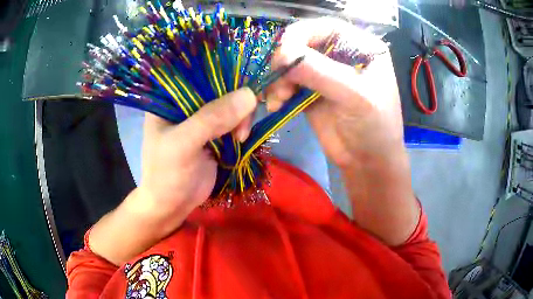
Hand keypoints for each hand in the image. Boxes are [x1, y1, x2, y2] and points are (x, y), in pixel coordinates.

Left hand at [88, 88, 256, 264]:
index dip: (222, 71)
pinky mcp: (213, 133)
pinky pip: (233, 120)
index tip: (244, 81)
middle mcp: (184, 103)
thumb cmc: (166, 174)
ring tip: (239, 137)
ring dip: (240, 117)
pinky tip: (241, 137)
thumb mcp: (183, 145)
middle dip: (235, 100)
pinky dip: (241, 126)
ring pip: (229, 104)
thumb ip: (211, 118)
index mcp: (168, 98)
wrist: (172, 205)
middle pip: (218, 87)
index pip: (197, 72)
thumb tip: (250, 95)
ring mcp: (200, 118)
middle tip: (241, 123)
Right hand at [267, 18, 418, 245]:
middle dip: (286, 60)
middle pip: (303, 42)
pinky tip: (276, 104)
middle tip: (278, 81)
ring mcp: (324, 72)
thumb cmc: (375, 128)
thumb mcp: (355, 97)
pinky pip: (286, 81)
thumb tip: (281, 54)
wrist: (368, 162)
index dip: (301, 34)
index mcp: (361, 47)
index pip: (325, 27)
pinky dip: (277, 90)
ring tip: (278, 99)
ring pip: (290, 62)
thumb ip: (320, 72)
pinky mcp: (310, 90)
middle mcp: (341, 54)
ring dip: (278, 78)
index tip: (282, 53)